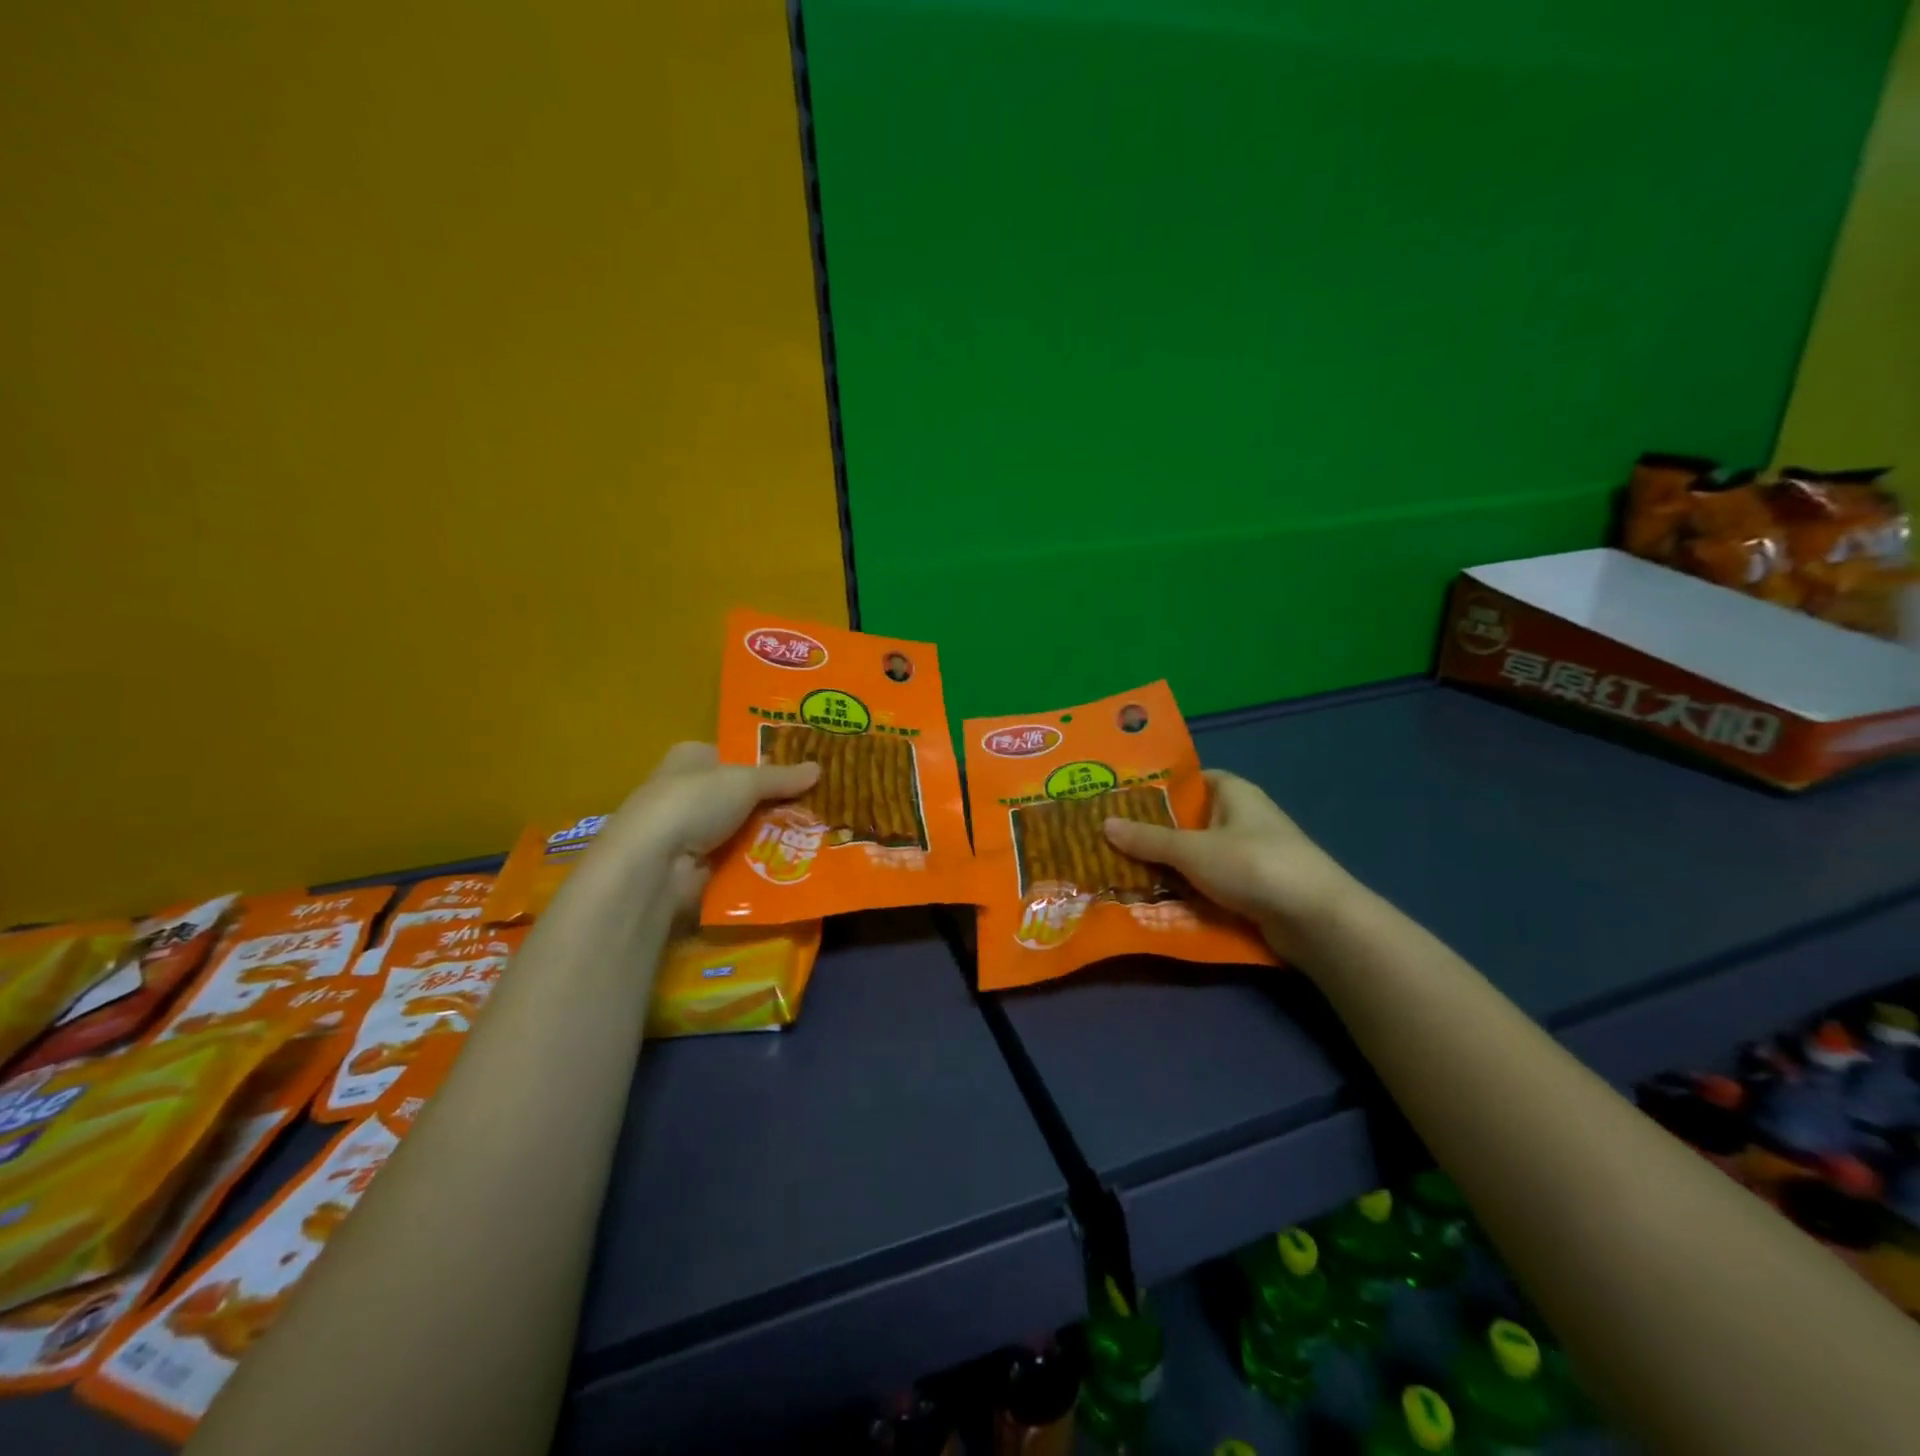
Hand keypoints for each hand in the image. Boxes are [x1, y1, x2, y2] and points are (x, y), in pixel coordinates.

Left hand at [602, 742, 818, 911]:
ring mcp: (693, 832)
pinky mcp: (700, 867)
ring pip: (746, 828)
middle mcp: (689, 791)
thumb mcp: (744, 781)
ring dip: (775, 833)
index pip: (735, 755)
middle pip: (744, 794)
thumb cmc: (693, 803)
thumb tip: (818, 768)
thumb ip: (781, 777)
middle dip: (778, 801)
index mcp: (691, 758)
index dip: (769, 761)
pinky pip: (741, 859)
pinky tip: (797, 859)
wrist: (654, 866)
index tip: (805, 771)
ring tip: (820, 833)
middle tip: (820, 804)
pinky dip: (764, 861)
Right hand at [1102, 770, 1359, 959]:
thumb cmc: (1253, 865)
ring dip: (1168, 867)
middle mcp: (1242, 818)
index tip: (1121, 801)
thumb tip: (1104, 824)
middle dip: (1153, 833)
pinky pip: (1210, 883)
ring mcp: (1249, 854)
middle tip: (1110, 841)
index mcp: (1233, 793)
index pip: (1190, 780)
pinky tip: (1155, 900)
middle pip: (1189, 820)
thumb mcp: (1192, 850)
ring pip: (1197, 856)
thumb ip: (1148, 839)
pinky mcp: (1253, 888)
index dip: (1157, 788)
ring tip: (1122, 872)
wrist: (1315, 919)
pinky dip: (1187, 890)